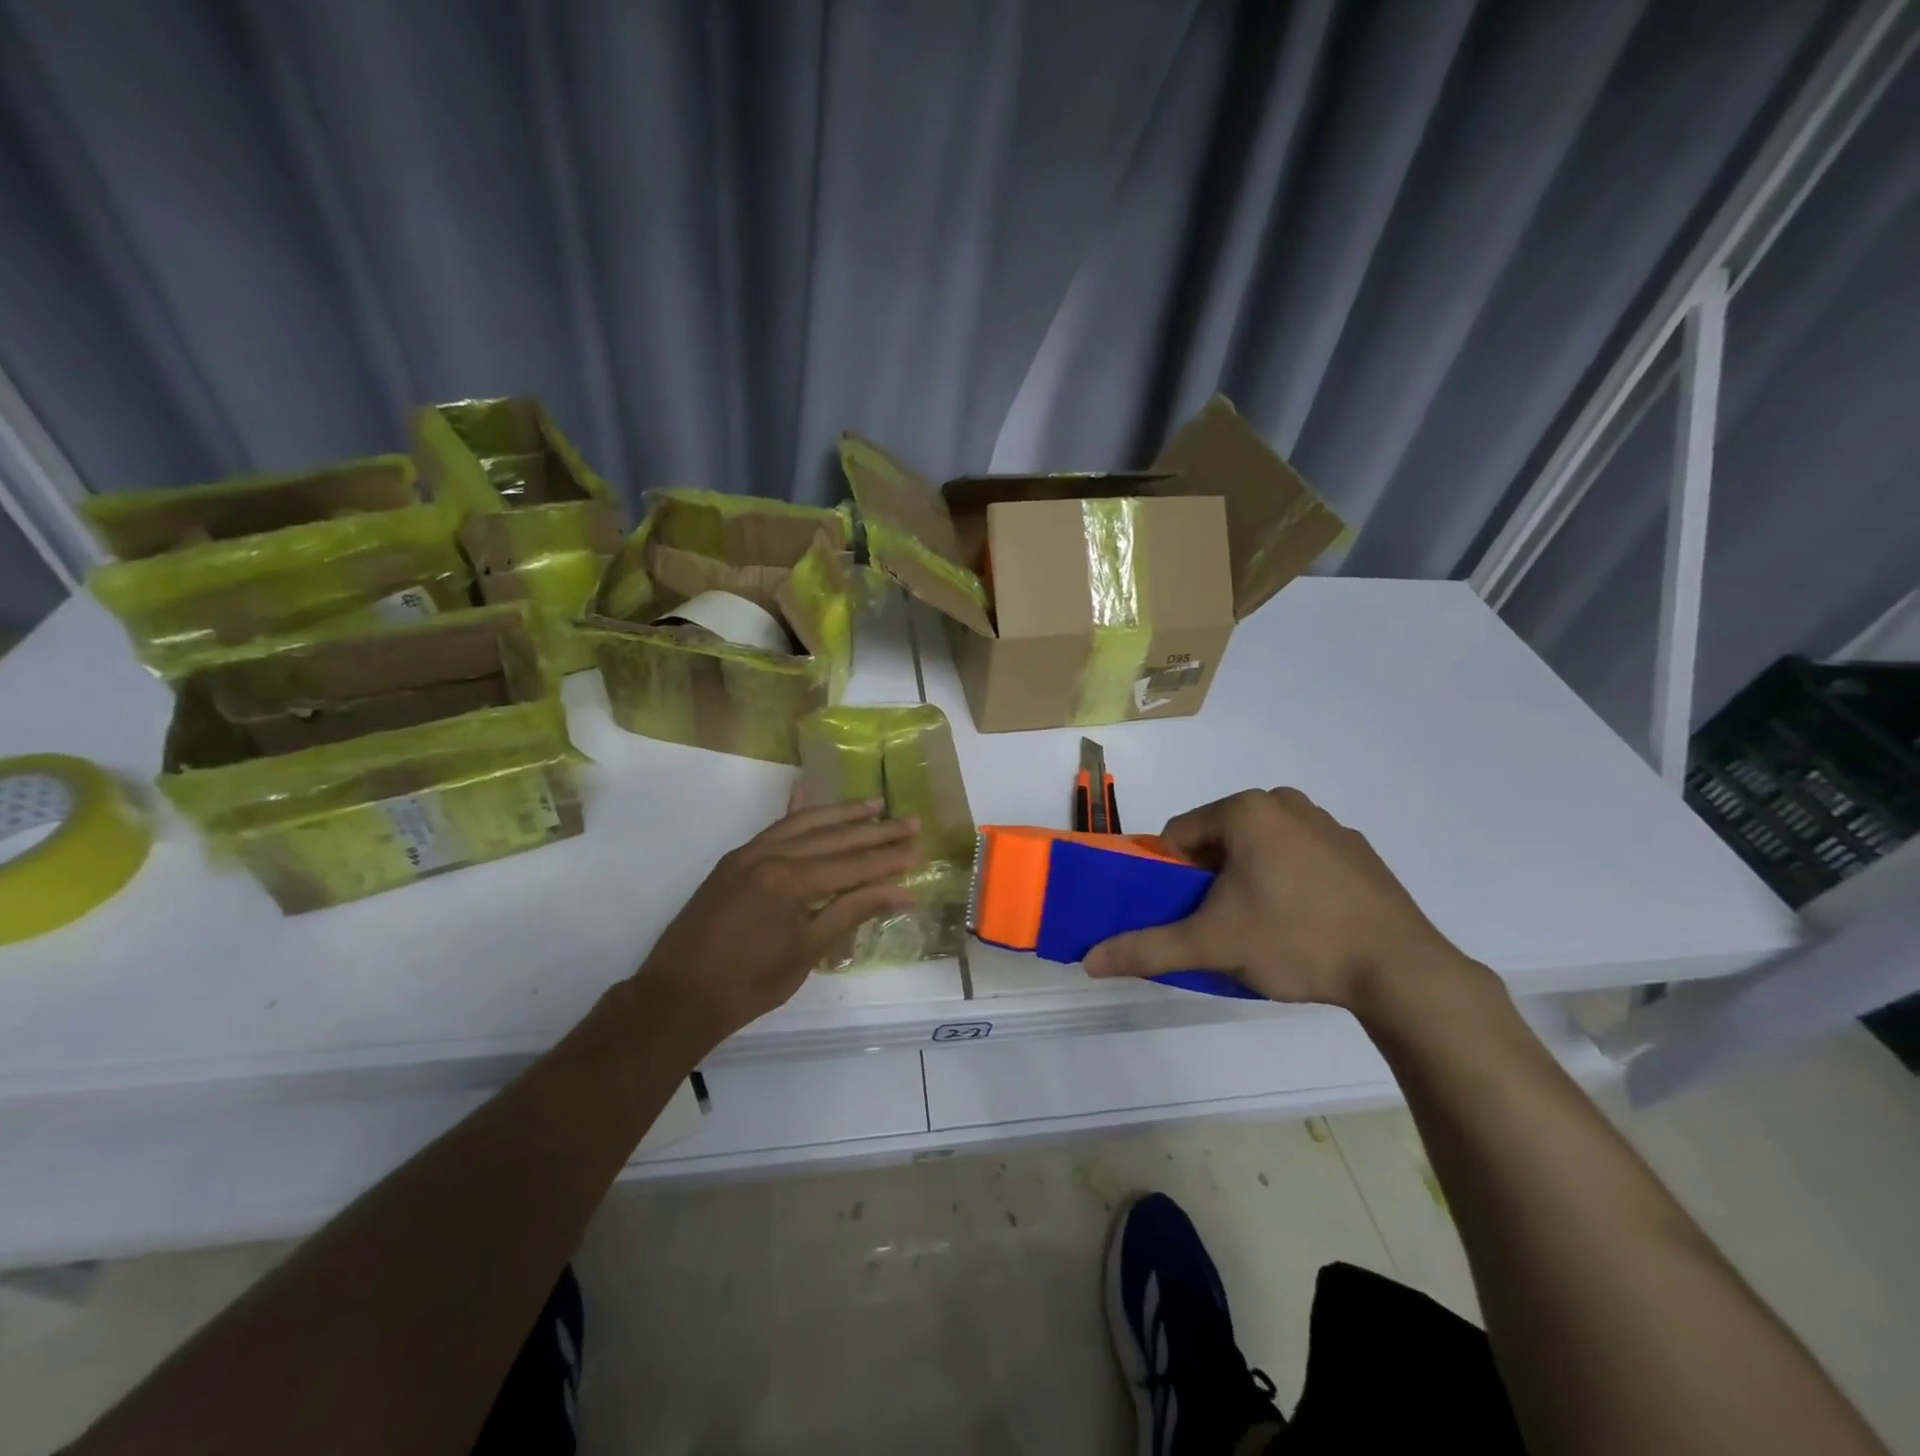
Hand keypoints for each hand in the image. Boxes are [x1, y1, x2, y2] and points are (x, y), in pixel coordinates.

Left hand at [636, 798, 918, 1044]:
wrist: (677, 996)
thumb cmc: (749, 984)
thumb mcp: (808, 951)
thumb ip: (853, 912)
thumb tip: (902, 892)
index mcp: (790, 881)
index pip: (851, 864)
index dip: (887, 860)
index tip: (918, 849)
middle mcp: (770, 855)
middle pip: (833, 838)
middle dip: (874, 831)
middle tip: (910, 820)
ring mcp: (749, 853)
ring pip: (803, 824)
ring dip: (841, 813)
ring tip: (874, 804)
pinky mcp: (734, 859)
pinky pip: (773, 827)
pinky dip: (795, 812)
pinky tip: (805, 791)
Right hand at [1084, 788, 1478, 1012]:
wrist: (1401, 969)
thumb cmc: (1295, 940)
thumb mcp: (1213, 945)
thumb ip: (1147, 948)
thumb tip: (1088, 961)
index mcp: (1246, 810)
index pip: (1179, 834)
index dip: (1171, 875)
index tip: (1186, 912)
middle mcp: (1284, 802)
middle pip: (1219, 839)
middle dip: (1210, 878)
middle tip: (1223, 923)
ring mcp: (1327, 823)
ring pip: (1259, 847)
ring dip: (1247, 878)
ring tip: (1264, 926)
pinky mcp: (1357, 849)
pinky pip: (1299, 856)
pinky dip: (1288, 879)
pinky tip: (1305, 922)